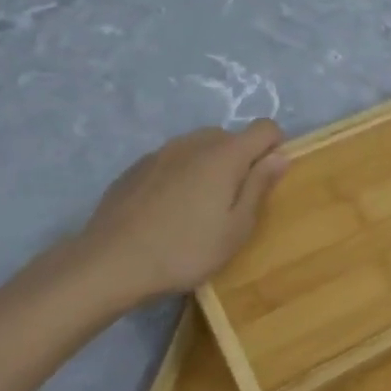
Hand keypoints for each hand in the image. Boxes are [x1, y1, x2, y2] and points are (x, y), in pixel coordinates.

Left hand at [68, 121, 288, 308]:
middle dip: (240, 161)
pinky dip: (179, 176)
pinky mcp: (136, 167)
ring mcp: (161, 152)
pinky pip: (172, 161)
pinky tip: (166, 212)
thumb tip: (280, 155)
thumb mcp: (235, 229)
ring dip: (208, 167)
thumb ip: (259, 187)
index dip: (274, 148)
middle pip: (230, 137)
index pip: (265, 128)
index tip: (266, 180)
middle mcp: (194, 142)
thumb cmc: (185, 250)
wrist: (110, 263)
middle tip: (232, 204)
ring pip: (199, 148)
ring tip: (197, 209)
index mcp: (225, 154)